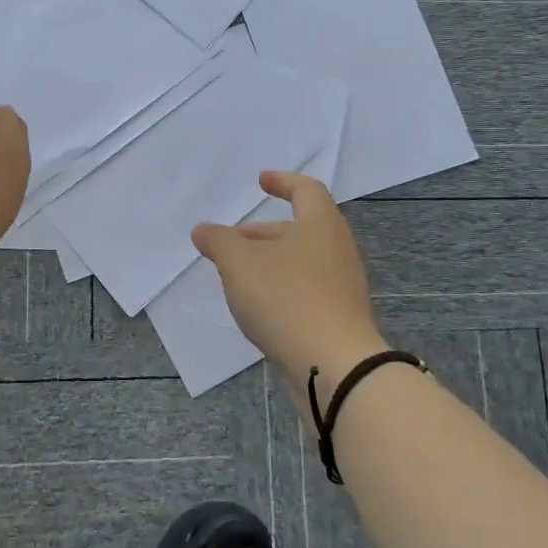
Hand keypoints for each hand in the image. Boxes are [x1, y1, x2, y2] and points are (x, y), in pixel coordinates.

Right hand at [192, 171, 383, 381]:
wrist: (336, 366)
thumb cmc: (286, 298)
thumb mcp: (239, 263)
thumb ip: (218, 241)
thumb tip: (204, 230)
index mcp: (321, 224)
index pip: (306, 190)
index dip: (283, 182)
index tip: (261, 181)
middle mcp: (338, 249)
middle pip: (301, 228)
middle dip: (264, 232)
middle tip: (233, 241)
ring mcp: (343, 286)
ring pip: (303, 261)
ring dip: (271, 262)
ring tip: (238, 277)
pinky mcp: (340, 318)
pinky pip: (308, 290)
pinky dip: (282, 288)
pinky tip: (259, 308)